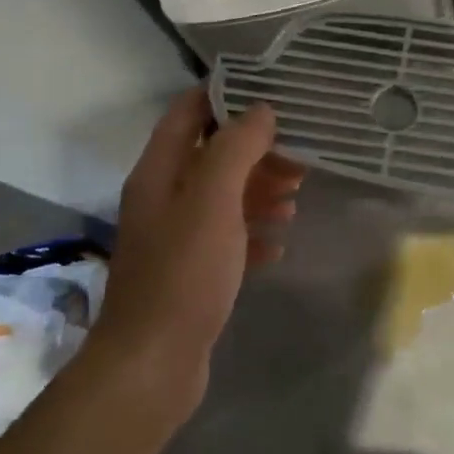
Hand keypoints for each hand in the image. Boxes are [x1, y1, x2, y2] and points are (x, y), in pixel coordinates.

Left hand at [93, 88, 300, 412]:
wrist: (153, 363)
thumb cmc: (184, 272)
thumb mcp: (213, 200)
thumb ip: (236, 149)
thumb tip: (261, 110)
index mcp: (160, 172)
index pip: (189, 113)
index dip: (225, 95)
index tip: (270, 91)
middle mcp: (164, 198)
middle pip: (213, 155)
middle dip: (256, 150)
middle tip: (299, 154)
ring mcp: (177, 237)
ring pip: (224, 197)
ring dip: (259, 191)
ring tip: (296, 196)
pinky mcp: (191, 272)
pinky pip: (228, 238)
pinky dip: (254, 233)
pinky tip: (279, 244)